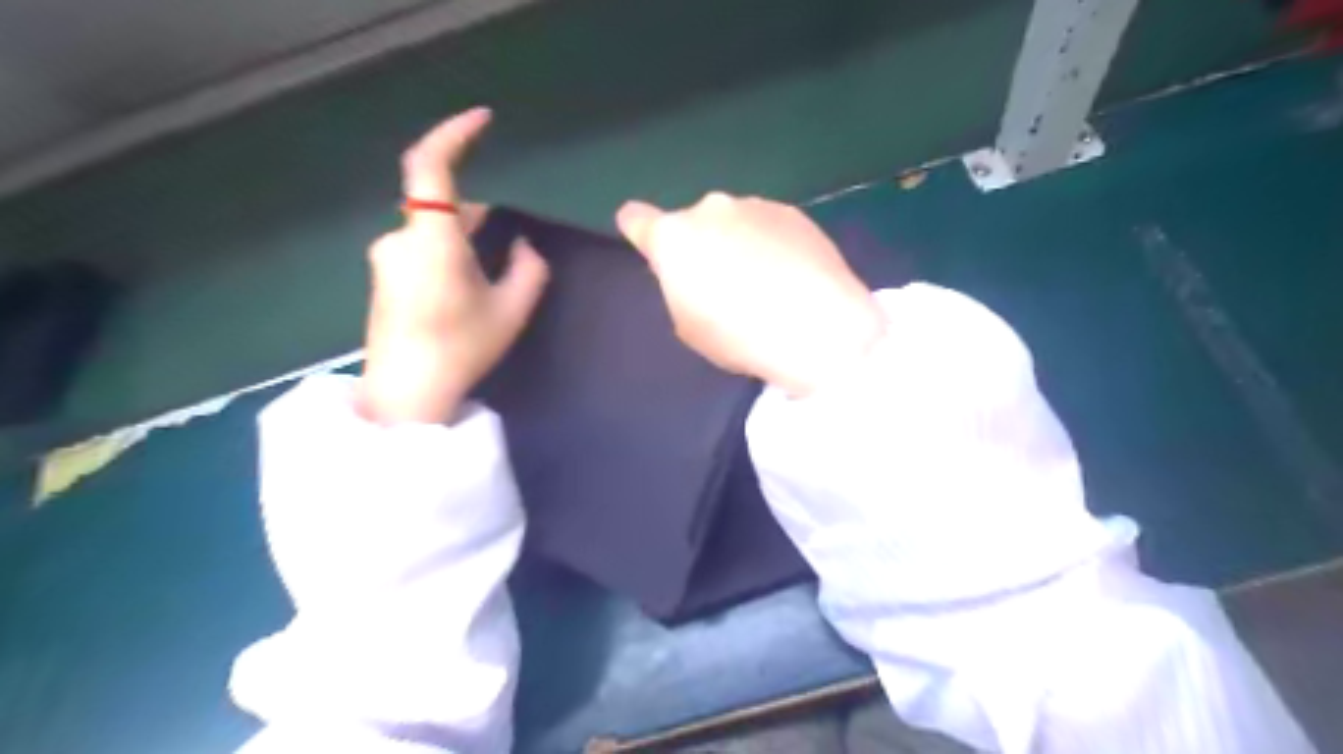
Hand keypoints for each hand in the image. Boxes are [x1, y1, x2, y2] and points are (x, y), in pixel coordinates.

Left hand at [360, 107, 547, 423]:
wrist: (405, 394)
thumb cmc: (461, 347)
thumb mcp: (511, 309)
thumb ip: (529, 270)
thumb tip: (525, 247)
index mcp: (432, 237)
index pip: (432, 164)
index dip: (456, 133)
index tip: (485, 121)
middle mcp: (400, 238)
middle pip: (439, 204)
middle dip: (477, 216)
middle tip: (511, 245)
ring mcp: (386, 259)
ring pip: (431, 230)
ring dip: (463, 239)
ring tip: (492, 278)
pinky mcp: (383, 279)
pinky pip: (419, 249)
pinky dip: (447, 254)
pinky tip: (465, 290)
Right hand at [617, 193, 883, 397]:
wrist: (819, 328)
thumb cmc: (740, 335)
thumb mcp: (689, 324)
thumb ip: (682, 287)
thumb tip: (697, 273)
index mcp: (674, 237)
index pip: (636, 219)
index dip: (636, 229)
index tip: (641, 237)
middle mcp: (710, 208)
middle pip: (694, 224)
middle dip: (702, 246)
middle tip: (723, 285)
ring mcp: (756, 205)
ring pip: (734, 224)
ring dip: (739, 244)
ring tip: (765, 287)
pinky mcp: (794, 213)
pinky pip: (768, 228)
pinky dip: (772, 246)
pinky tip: (792, 279)